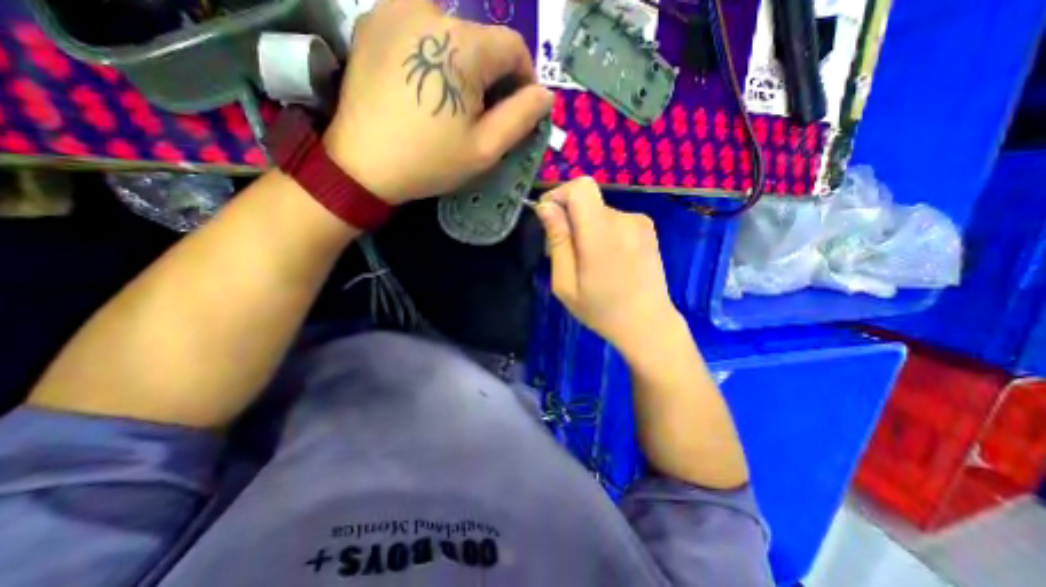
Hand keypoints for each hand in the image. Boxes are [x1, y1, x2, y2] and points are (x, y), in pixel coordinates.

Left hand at [324, 0, 555, 203]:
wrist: (362, 165)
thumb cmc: (430, 161)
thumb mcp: (485, 148)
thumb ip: (521, 117)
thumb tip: (545, 95)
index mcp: (464, 45)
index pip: (514, 47)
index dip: (524, 79)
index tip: (518, 108)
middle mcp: (431, 11)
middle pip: (482, 39)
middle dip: (492, 75)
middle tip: (483, 114)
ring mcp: (395, 9)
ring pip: (452, 33)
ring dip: (463, 65)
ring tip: (452, 102)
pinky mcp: (373, 21)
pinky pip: (421, 30)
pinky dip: (434, 55)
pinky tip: (425, 86)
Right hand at [538, 177, 677, 355]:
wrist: (648, 324)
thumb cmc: (601, 310)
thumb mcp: (565, 284)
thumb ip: (557, 241)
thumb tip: (546, 206)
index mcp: (602, 235)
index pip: (581, 187)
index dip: (560, 194)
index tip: (549, 219)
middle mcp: (625, 220)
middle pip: (586, 202)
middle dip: (570, 221)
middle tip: (567, 255)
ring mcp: (640, 222)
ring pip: (599, 212)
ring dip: (586, 229)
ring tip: (589, 262)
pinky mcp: (647, 227)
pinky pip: (614, 219)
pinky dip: (602, 232)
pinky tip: (608, 259)